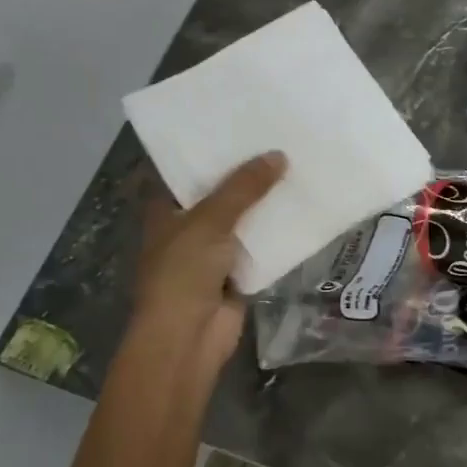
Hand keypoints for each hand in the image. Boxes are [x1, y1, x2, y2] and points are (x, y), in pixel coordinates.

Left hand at [133, 152, 286, 380]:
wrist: (186, 338)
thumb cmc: (182, 272)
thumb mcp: (210, 220)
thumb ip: (244, 188)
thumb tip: (278, 155)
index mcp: (165, 210)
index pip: (186, 172)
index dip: (209, 152)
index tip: (239, 127)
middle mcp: (186, 228)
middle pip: (220, 195)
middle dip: (246, 176)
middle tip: (279, 141)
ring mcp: (211, 254)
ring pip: (242, 222)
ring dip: (264, 205)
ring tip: (296, 168)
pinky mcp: (235, 275)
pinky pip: (259, 248)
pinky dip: (276, 235)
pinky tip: (301, 211)